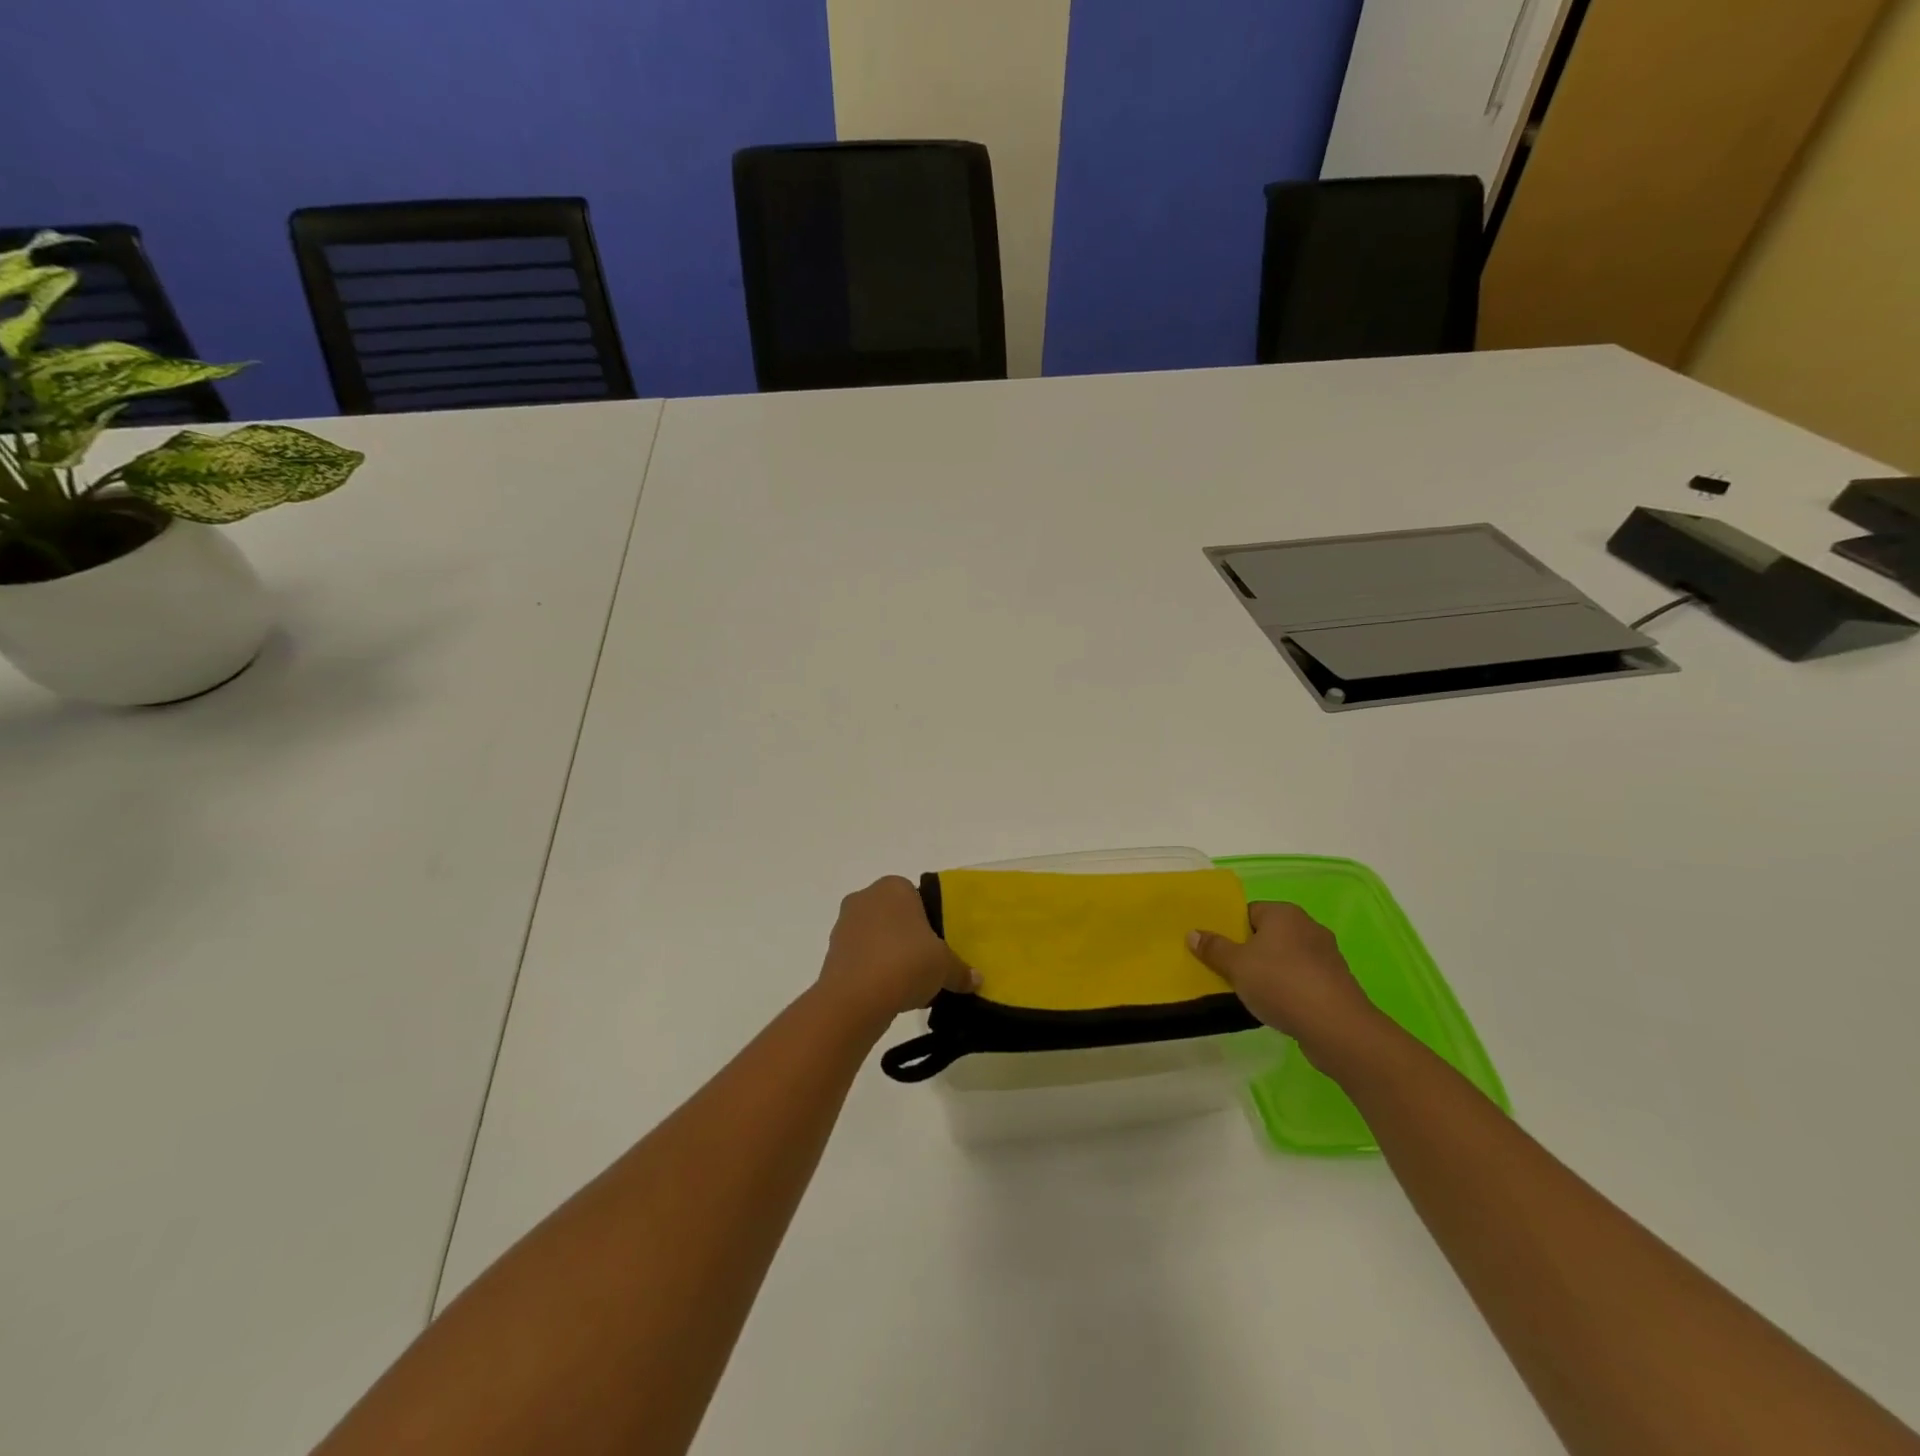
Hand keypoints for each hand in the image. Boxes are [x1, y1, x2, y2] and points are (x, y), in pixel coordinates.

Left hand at [817, 876, 977, 1022]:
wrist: (855, 998)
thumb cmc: (906, 963)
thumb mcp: (945, 967)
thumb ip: (961, 970)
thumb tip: (976, 979)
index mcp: (894, 887)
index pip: (917, 897)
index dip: (930, 922)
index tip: (939, 947)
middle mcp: (865, 898)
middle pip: (895, 917)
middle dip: (909, 938)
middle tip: (927, 965)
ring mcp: (844, 924)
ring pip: (876, 937)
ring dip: (890, 956)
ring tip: (909, 985)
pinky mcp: (832, 952)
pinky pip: (861, 958)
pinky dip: (874, 971)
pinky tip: (889, 994)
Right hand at [1188, 902, 1384, 1066]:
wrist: (1336, 1026)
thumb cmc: (1280, 984)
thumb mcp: (1236, 965)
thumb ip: (1213, 948)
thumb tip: (1193, 933)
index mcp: (1284, 913)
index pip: (1249, 912)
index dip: (1231, 930)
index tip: (1218, 951)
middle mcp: (1308, 927)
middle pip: (1268, 934)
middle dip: (1249, 952)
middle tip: (1229, 971)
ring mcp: (1326, 955)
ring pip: (1286, 957)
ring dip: (1270, 971)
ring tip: (1251, 992)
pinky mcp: (1336, 982)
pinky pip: (1302, 978)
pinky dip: (1289, 988)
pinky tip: (1278, 1006)